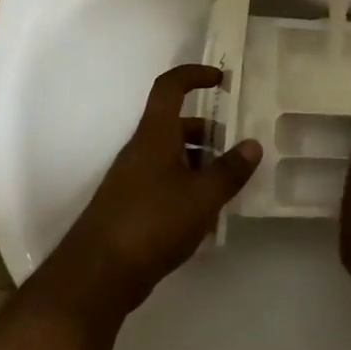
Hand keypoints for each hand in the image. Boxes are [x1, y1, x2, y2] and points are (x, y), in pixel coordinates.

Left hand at [54, 64, 260, 316]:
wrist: (98, 274)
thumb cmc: (153, 222)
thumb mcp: (202, 196)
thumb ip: (230, 170)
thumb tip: (253, 144)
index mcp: (155, 135)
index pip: (170, 88)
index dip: (194, 75)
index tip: (221, 79)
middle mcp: (141, 150)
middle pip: (176, 125)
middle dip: (208, 130)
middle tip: (238, 147)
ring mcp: (133, 179)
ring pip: (172, 156)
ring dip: (200, 161)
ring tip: (230, 182)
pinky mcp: (131, 207)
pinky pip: (165, 182)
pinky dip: (188, 186)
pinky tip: (207, 213)